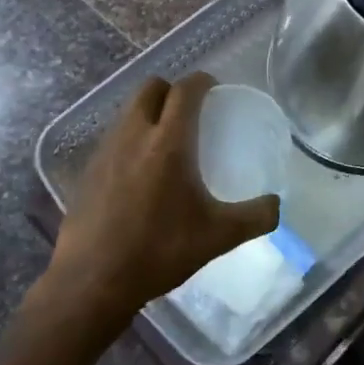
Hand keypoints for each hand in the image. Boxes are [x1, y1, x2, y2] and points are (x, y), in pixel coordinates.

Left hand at [31, 73, 279, 335]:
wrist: (92, 282)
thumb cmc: (159, 251)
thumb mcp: (219, 237)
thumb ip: (256, 217)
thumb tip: (276, 205)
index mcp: (168, 142)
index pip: (185, 90)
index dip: (203, 82)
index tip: (216, 90)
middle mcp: (134, 135)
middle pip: (150, 88)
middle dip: (172, 90)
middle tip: (192, 111)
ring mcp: (105, 151)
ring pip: (128, 111)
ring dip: (149, 112)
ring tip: (167, 140)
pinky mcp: (87, 171)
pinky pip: (114, 137)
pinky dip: (131, 139)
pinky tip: (141, 171)